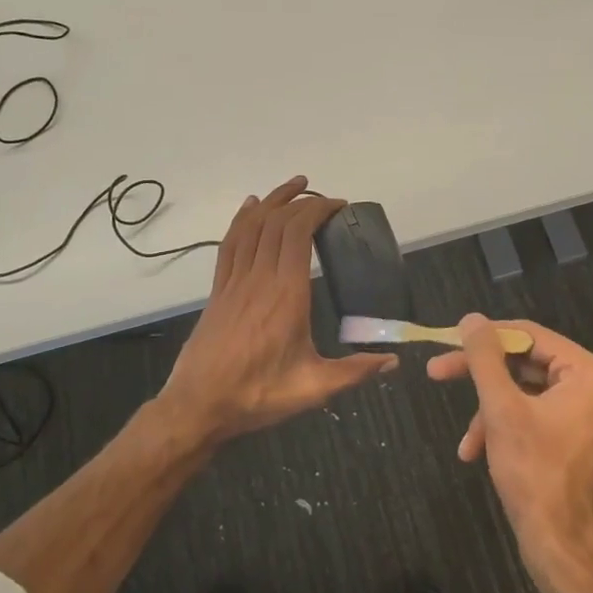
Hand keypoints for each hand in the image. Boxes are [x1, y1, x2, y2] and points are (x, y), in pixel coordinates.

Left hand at [158, 177, 396, 444]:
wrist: (198, 406)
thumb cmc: (258, 395)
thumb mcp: (313, 388)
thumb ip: (355, 372)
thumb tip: (394, 361)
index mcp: (286, 294)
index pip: (298, 234)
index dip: (317, 210)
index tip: (339, 206)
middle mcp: (259, 278)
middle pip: (277, 223)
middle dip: (301, 200)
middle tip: (324, 197)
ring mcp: (234, 281)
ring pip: (251, 226)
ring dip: (272, 201)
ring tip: (293, 186)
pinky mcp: (219, 290)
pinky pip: (230, 243)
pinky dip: (242, 219)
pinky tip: (250, 208)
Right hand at [428, 315, 592, 585]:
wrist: (565, 551)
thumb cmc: (536, 474)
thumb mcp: (502, 410)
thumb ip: (485, 359)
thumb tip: (471, 318)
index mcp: (590, 373)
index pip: (529, 335)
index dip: (485, 337)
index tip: (446, 342)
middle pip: (526, 363)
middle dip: (482, 377)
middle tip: (437, 373)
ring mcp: (589, 416)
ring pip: (526, 393)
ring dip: (490, 411)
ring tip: (466, 441)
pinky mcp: (578, 440)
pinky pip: (536, 416)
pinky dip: (506, 428)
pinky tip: (478, 452)